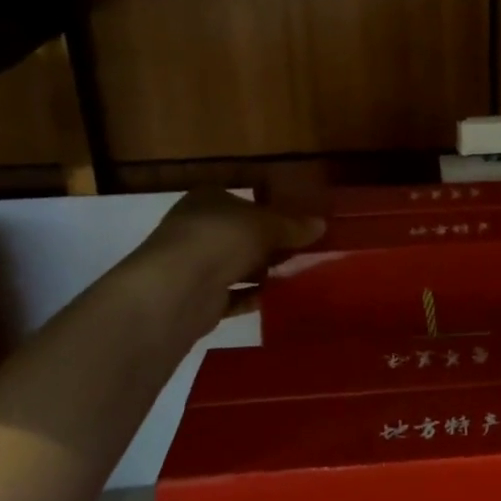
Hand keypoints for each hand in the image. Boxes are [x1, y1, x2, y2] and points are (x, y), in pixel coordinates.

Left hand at [137, 190, 325, 323]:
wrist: (177, 289)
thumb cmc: (221, 238)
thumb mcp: (267, 225)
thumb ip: (293, 226)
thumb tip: (322, 225)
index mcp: (207, 200)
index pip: (244, 200)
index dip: (271, 210)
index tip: (299, 221)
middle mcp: (197, 229)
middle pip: (242, 235)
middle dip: (272, 243)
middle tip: (308, 249)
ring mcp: (195, 265)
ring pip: (239, 265)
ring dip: (266, 271)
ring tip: (302, 273)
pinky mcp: (199, 299)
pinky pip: (235, 295)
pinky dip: (256, 296)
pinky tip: (283, 298)